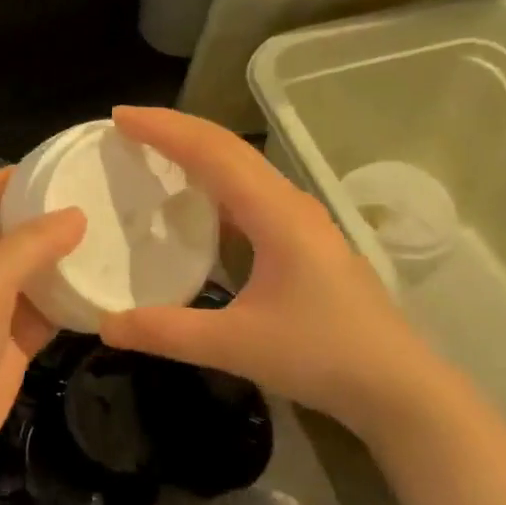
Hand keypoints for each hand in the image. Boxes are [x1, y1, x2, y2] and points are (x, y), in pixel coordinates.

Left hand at [0, 171, 84, 482]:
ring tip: (117, 235)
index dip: (12, 176)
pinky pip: (51, 309)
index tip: (61, 167)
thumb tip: (76, 214)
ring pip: (37, 269)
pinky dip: (75, 299)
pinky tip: (110, 288)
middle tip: (104, 199)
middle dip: (51, 213)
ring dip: (69, 256)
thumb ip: (29, 245)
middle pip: (14, 228)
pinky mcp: (17, 340)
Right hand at [98, 106, 436, 430]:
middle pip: (228, 147)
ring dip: (197, 150)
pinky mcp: (305, 239)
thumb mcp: (237, 346)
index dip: (164, 129)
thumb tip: (105, 326)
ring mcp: (302, 220)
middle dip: (175, 129)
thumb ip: (167, 333)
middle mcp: (290, 203)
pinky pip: (250, 191)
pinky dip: (214, 180)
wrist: (400, 387)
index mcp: (276, 214)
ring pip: (242, 166)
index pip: (212, 152)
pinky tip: (196, 201)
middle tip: (126, 126)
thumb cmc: (323, 356)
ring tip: (153, 151)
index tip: (119, 116)